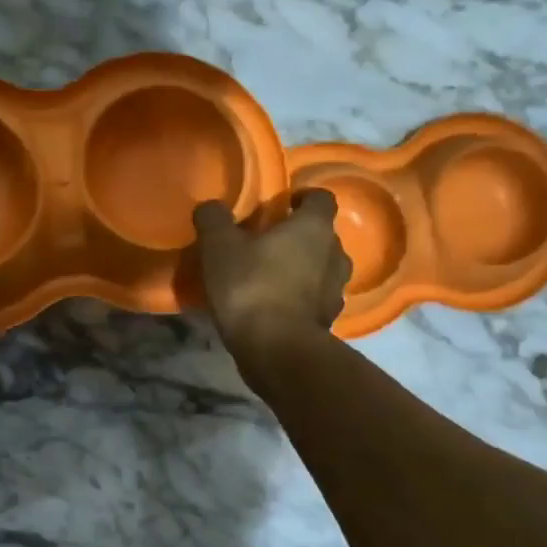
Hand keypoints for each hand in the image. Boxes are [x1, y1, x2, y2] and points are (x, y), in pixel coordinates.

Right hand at [194, 190, 351, 356]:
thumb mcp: (219, 247)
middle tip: (271, 242)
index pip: (322, 198)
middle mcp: (335, 254)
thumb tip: (210, 206)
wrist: (276, 350)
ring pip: (324, 268)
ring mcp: (336, 290)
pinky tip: (277, 306)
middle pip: (323, 235)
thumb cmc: (251, 287)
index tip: (284, 203)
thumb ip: (214, 220)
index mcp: (313, 227)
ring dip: (305, 268)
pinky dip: (302, 298)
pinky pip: (317, 299)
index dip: (304, 197)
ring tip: (275, 276)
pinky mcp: (329, 321)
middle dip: (301, 235)